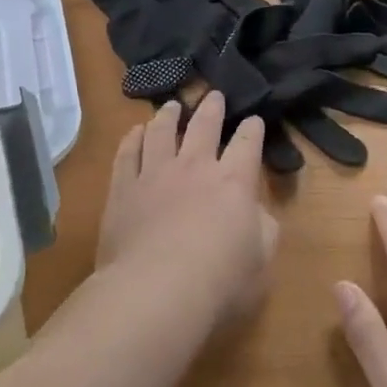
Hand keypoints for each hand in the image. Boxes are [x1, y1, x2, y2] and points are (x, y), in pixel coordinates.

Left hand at [98, 91, 279, 328]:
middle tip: (214, 94)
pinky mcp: (123, 189)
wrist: (155, 291)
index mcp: (234, 181)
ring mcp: (155, 174)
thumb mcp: (262, 261)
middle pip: (204, 125)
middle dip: (212, 108)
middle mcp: (195, 167)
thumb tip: (257, 213)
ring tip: (172, 105)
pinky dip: (133, 138)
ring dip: (169, 115)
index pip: (247, 143)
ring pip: (162, 131)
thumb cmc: (220, 282)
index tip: (254, 120)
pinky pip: (127, 153)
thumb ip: (264, 230)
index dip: (253, 129)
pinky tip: (135, 131)